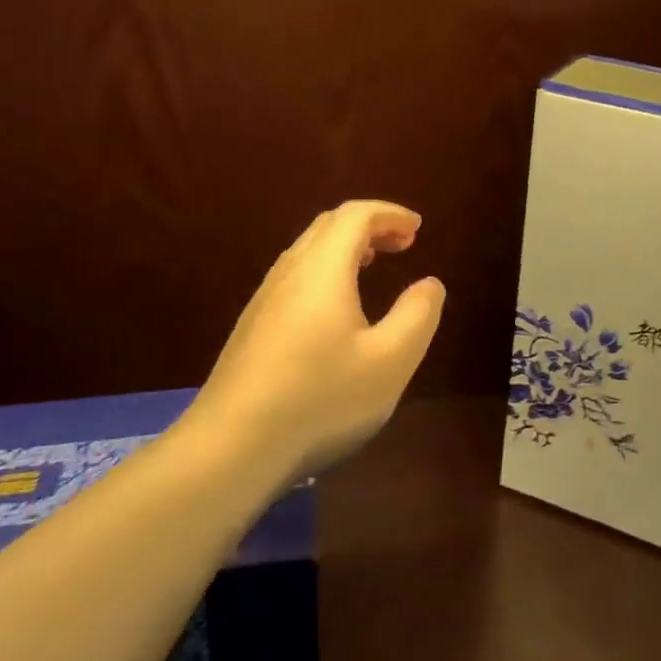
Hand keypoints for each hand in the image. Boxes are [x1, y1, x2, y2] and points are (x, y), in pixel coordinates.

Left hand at [185, 201, 445, 479]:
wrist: (230, 448)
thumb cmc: (320, 399)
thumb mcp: (390, 361)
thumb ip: (417, 315)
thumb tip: (429, 284)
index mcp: (323, 270)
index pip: (356, 215)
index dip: (390, 213)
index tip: (417, 228)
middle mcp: (289, 273)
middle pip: (328, 226)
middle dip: (370, 225)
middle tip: (403, 243)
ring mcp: (264, 300)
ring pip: (307, 251)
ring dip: (346, 246)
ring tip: (374, 264)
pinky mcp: (252, 327)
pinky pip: (295, 276)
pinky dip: (326, 270)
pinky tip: (337, 308)